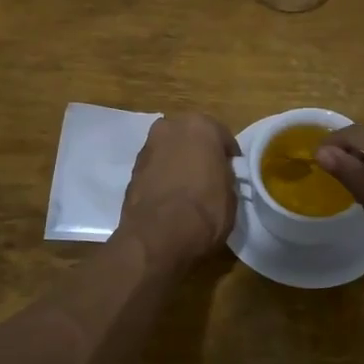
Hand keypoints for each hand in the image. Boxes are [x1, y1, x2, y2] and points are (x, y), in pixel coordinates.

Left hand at [116, 113, 239, 267]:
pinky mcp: (132, 168)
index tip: (232, 173)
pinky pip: (156, 167)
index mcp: (201, 126)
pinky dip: (162, 175)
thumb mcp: (231, 194)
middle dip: (199, 152)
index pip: (222, 136)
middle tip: (208, 176)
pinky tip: (169, 196)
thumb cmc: (205, 211)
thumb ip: (225, 175)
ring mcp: (148, 146)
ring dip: (178, 162)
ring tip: (186, 188)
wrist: (157, 237)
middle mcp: (171, 127)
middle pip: (191, 137)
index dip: (229, 157)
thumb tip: (218, 175)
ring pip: (170, 150)